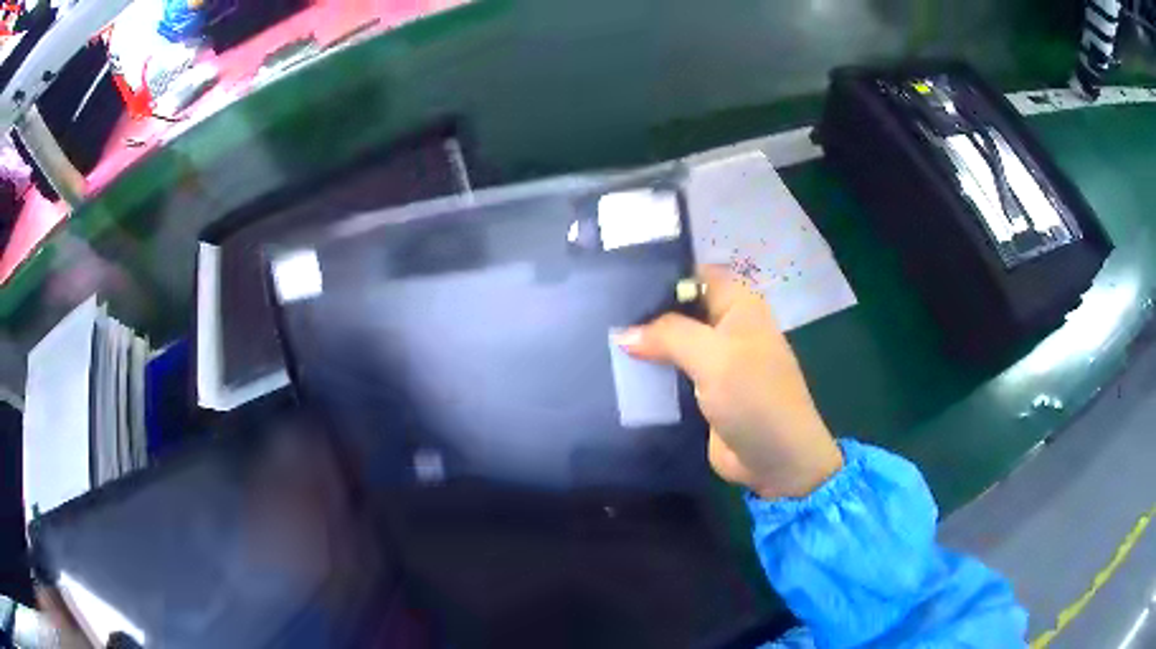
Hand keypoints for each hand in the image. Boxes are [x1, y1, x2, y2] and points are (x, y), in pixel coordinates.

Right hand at [616, 266, 842, 499]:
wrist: (776, 460)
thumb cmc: (755, 398)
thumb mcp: (713, 357)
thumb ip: (668, 336)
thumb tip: (622, 333)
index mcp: (738, 305)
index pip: (693, 274)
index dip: (659, 275)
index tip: (615, 280)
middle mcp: (726, 327)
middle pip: (679, 309)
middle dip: (644, 314)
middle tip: (598, 313)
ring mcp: (715, 361)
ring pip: (672, 344)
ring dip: (645, 347)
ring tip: (597, 341)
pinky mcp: (703, 392)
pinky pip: (671, 376)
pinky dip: (650, 375)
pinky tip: (616, 373)